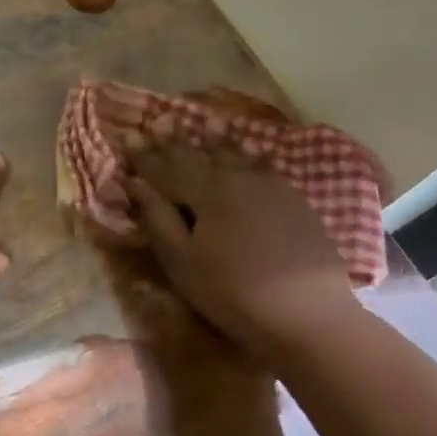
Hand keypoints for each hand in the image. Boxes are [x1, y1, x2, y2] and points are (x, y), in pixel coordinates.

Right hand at [126, 141, 357, 351]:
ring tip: (206, 123)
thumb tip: (135, 183)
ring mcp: (270, 186)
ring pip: (235, 155)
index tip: (129, 134)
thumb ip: (157, 217)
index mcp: (205, 191)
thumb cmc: (231, 292)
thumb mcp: (182, 261)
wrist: (308, 314)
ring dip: (215, 140)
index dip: (144, 153)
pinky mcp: (294, 201)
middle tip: (159, 121)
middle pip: (199, 155)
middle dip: (175, 140)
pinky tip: (250, 150)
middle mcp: (236, 178)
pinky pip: (263, 165)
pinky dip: (249, 154)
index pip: (165, 167)